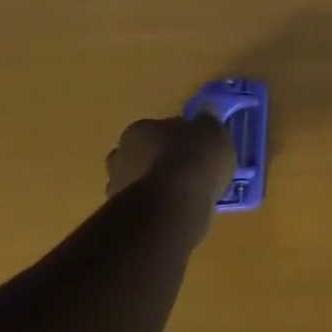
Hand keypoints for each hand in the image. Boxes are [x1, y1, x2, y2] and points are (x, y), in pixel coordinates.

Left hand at [105, 115, 235, 204]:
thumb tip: (204, 117)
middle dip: (163, 160)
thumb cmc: (193, 159)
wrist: (173, 205)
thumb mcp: (214, 132)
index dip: (182, 136)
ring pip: (143, 180)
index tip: (199, 147)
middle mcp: (120, 154)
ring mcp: (118, 186)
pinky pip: (147, 204)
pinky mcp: (123, 214)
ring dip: (160, 185)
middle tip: (190, 170)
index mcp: (139, 129)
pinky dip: (160, 206)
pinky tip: (181, 209)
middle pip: (145, 153)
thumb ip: (207, 123)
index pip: (161, 128)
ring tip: (187, 193)